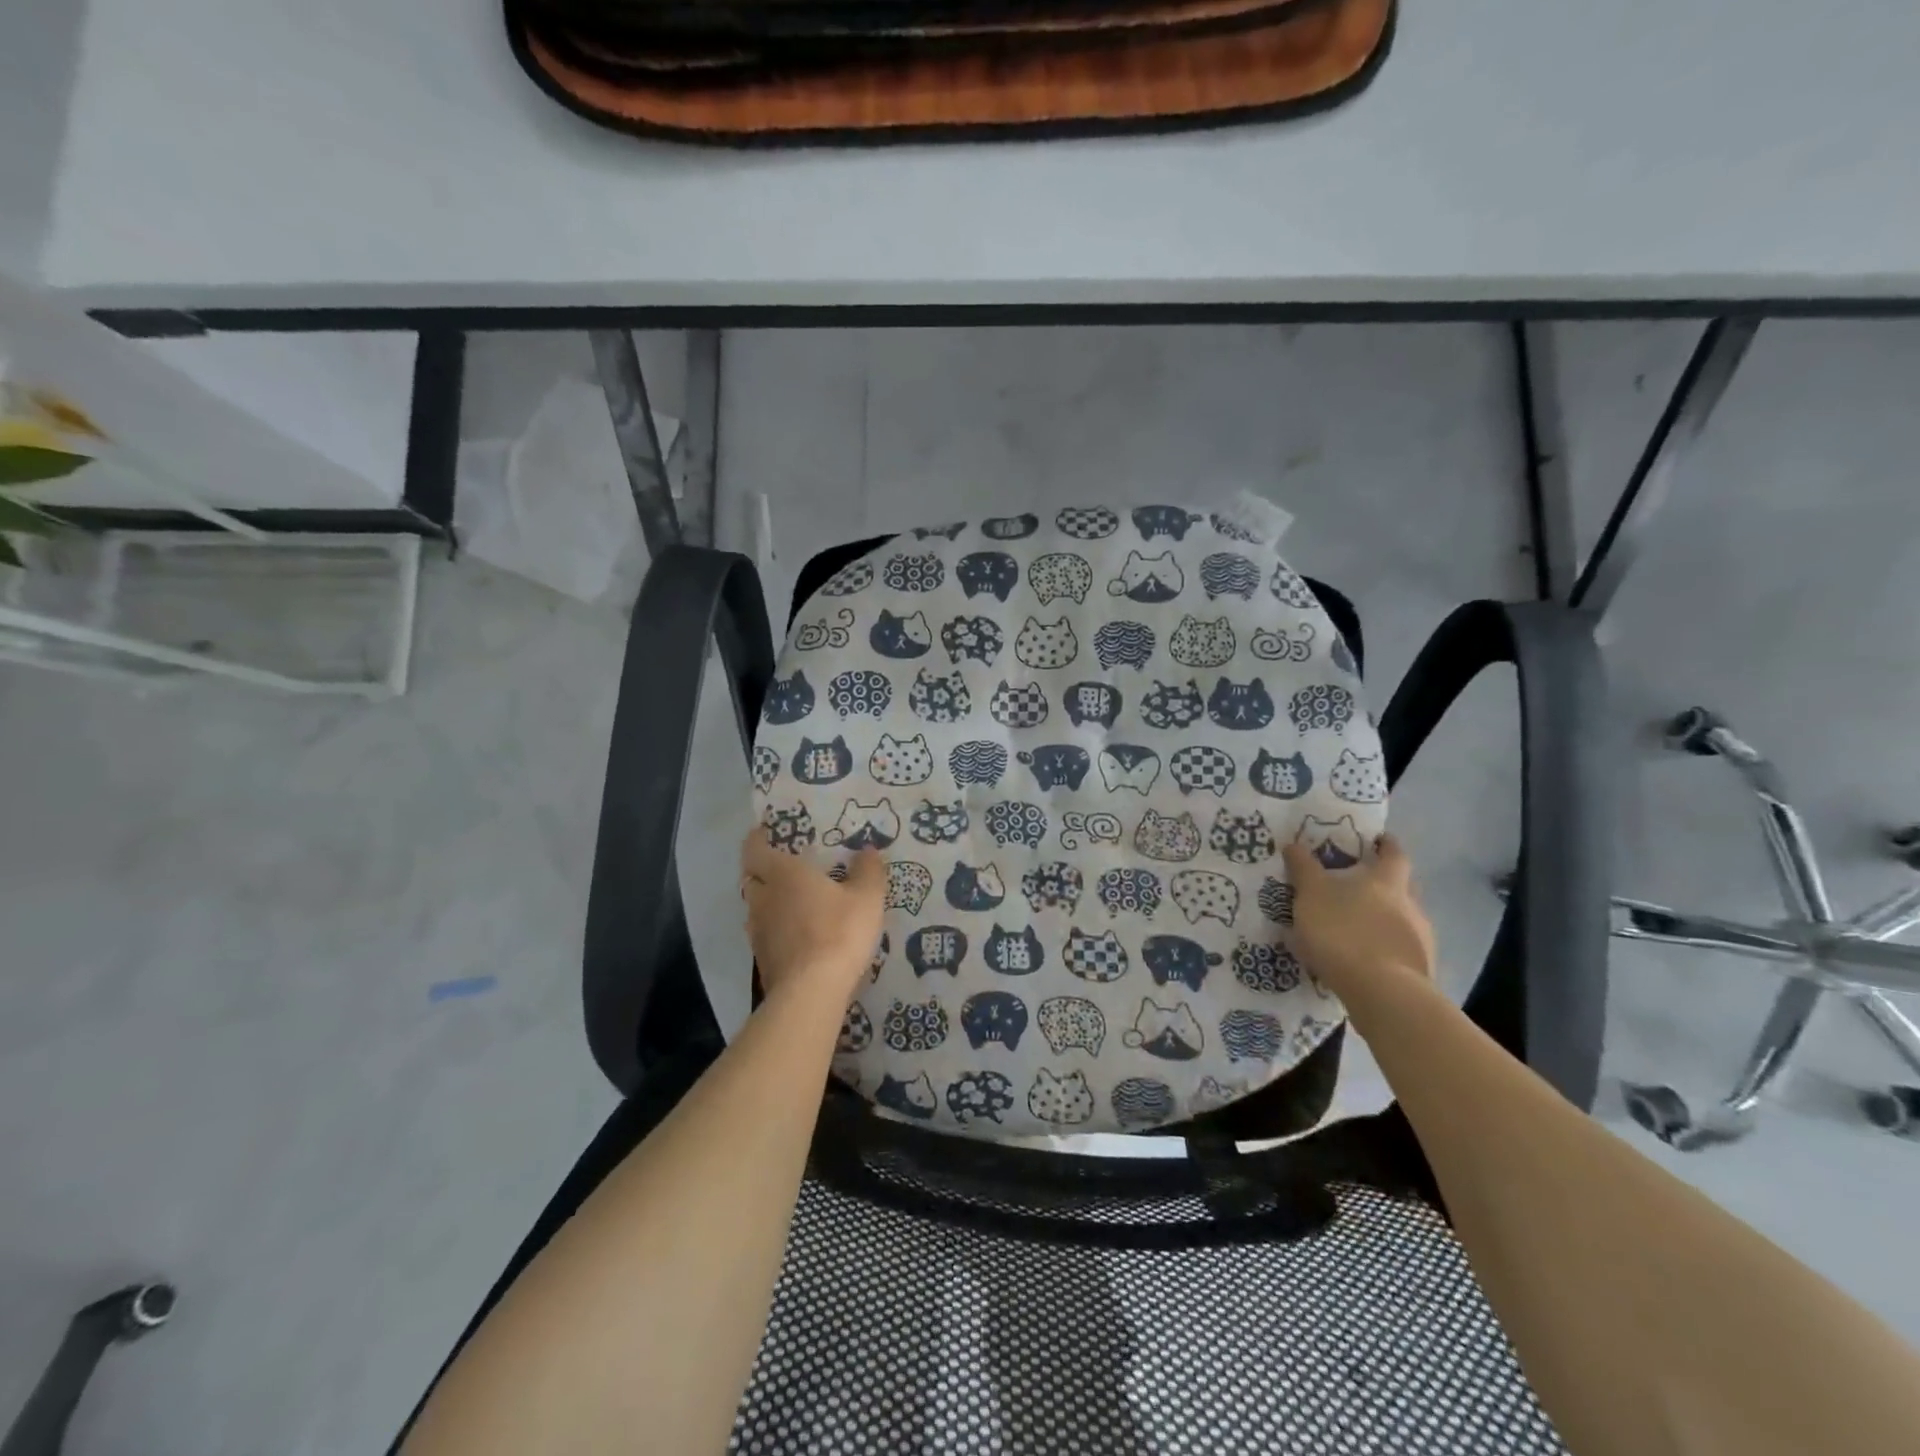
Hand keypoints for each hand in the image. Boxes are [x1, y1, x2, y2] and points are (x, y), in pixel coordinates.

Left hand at [739, 831, 885, 1001]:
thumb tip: (867, 850)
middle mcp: (763, 898)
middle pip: (752, 877)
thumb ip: (868, 870)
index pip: (754, 848)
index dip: (758, 838)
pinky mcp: (762, 959)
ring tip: (794, 901)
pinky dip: (776, 929)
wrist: (812, 992)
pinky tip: (797, 935)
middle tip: (787, 867)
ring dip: (770, 901)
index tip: (768, 833)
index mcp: (783, 874)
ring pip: (757, 907)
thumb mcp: (867, 897)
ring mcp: (758, 931)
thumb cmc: (839, 932)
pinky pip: (764, 934)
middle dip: (764, 870)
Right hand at [1281, 834, 1435, 998]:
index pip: (1393, 854)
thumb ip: (1303, 869)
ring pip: (1402, 920)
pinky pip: (1398, 950)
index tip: (1377, 840)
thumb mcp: (1311, 894)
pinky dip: (1382, 949)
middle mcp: (1411, 905)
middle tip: (1358, 885)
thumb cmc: (1344, 931)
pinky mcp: (1418, 971)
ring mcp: (1420, 940)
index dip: (1385, 845)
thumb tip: (1293, 844)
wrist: (1382, 993)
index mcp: (1388, 881)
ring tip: (1353, 928)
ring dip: (1382, 920)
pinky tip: (1361, 959)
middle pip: (1402, 886)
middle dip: (1384, 884)